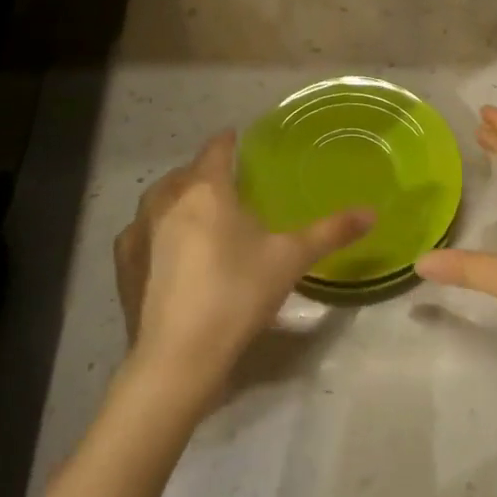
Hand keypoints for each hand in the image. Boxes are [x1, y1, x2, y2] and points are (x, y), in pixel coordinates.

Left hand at [113, 132, 372, 409]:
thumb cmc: (237, 294)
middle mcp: (165, 199)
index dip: (230, 142)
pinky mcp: (123, 262)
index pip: (217, 149)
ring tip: (199, 214)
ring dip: (178, 199)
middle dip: (206, 173)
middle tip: (230, 186)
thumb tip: (372, 211)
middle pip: (187, 172)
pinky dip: (156, 231)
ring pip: (159, 199)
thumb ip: (331, 231)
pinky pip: (141, 231)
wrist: (179, 356)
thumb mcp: (291, 260)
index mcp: (205, 189)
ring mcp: (137, 231)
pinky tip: (168, 250)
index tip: (240, 140)